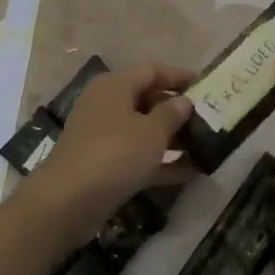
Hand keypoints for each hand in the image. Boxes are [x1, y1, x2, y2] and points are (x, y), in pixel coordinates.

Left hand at [19, 63, 195, 246]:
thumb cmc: (114, 154)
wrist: (67, 203)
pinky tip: (191, 172)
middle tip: (208, 118)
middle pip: (148, 99)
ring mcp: (103, 136)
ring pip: (144, 130)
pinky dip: (162, 162)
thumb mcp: (151, 131)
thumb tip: (183, 102)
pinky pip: (138, 157)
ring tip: (205, 145)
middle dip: (178, 110)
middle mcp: (107, 105)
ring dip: (173, 138)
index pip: (152, 71)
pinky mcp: (103, 165)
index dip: (179, 76)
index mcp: (115, 86)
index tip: (205, 84)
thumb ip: (172, 114)